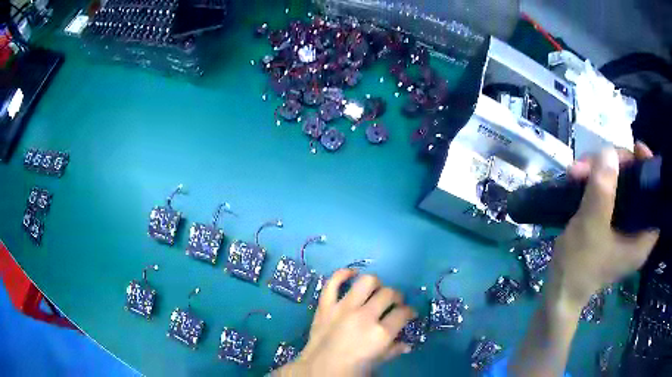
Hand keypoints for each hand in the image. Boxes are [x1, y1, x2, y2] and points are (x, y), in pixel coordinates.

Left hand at [277, 270, 414, 375]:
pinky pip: (333, 282)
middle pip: (388, 294)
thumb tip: (407, 344)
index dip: (410, 311)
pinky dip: (342, 274)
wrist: (319, 369)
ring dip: (376, 284)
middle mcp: (365, 316)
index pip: (403, 313)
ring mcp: (344, 308)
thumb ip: (393, 350)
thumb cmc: (351, 369)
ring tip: (377, 290)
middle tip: (395, 303)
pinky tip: (352, 274)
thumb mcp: (378, 362)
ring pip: (367, 282)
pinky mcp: (326, 305)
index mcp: (381, 333)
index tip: (409, 313)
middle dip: (397, 297)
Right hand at [551, 145, 659, 307]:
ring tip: (576, 172)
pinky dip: (595, 185)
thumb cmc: (578, 267)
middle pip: (635, 184)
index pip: (655, 195)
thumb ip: (602, 191)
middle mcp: (637, 231)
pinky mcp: (610, 228)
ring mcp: (623, 229)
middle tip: (590, 162)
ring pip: (619, 187)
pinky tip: (579, 181)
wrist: (558, 295)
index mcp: (642, 237)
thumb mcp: (590, 227)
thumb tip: (608, 152)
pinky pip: (609, 196)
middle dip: (614, 167)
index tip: (635, 149)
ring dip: (599, 174)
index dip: (648, 168)